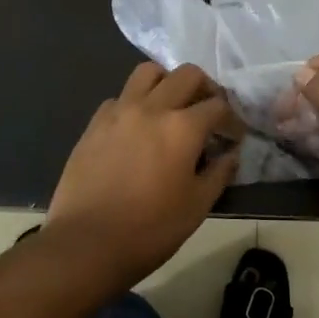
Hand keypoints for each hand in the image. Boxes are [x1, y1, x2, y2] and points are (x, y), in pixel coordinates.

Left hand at [44, 62, 242, 285]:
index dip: (232, 119)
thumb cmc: (149, 230)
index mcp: (183, 128)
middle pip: (187, 74)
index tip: (233, 136)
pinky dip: (135, 103)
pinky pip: (120, 97)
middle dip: (205, 88)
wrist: (85, 244)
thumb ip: (219, 173)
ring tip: (171, 106)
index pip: (218, 105)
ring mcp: (120, 111)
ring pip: (148, 72)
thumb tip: (230, 154)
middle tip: (208, 112)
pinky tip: (137, 129)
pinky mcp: (95, 123)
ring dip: (167, 82)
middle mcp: (153, 108)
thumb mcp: (196, 207)